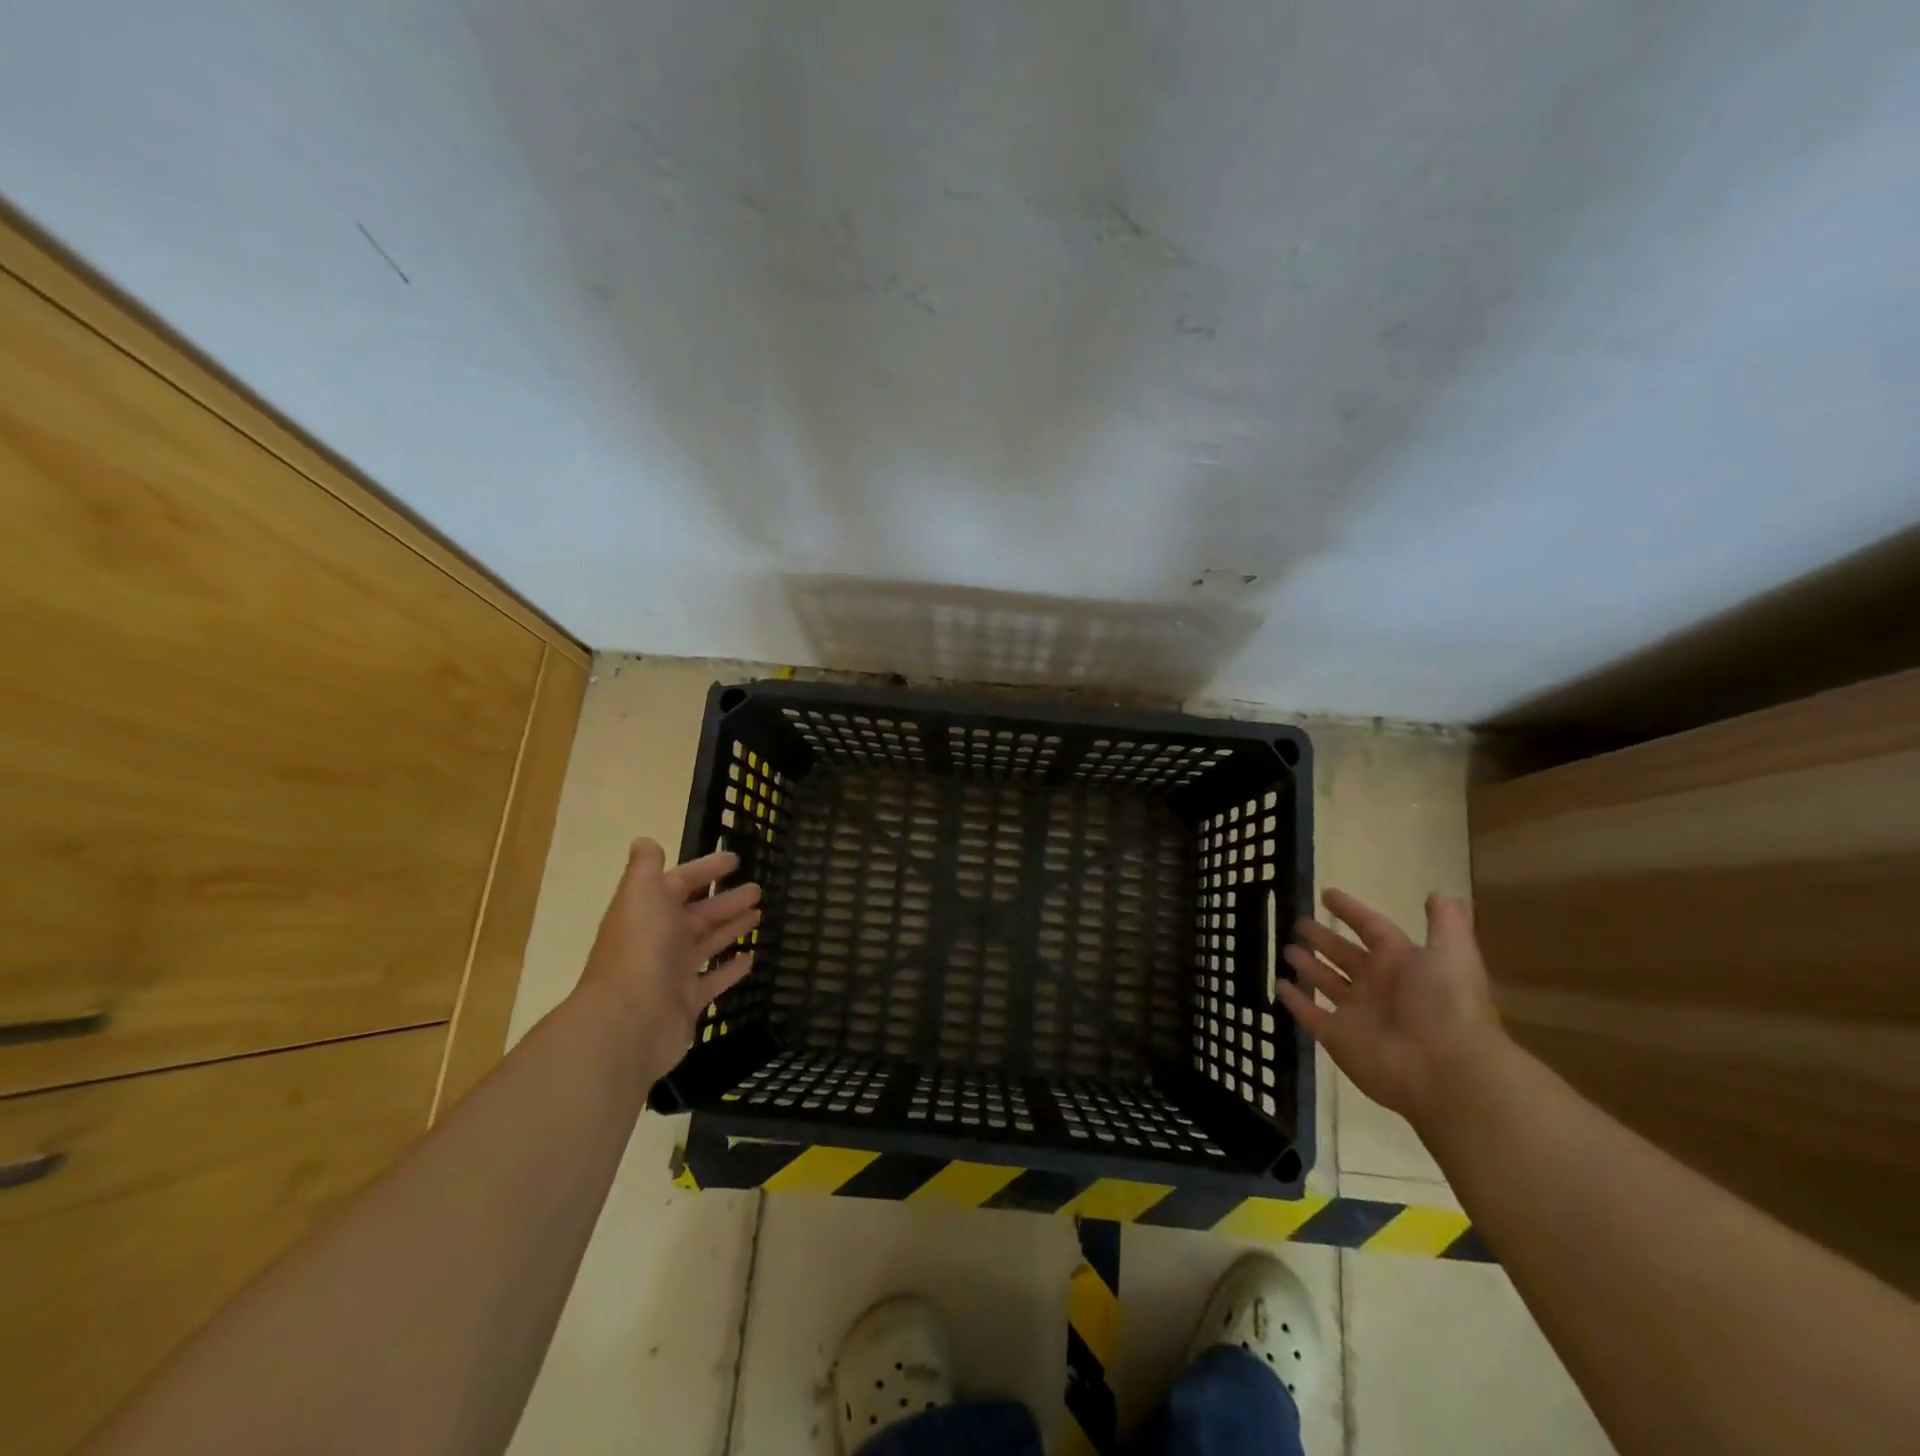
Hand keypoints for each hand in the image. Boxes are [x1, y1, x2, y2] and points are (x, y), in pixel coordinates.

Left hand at [577, 838, 759, 1080]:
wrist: (629, 1022)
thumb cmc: (640, 950)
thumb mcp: (641, 895)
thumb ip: (645, 868)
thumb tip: (644, 840)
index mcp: (649, 911)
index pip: (680, 883)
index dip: (706, 869)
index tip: (735, 859)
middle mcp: (660, 940)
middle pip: (698, 914)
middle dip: (726, 900)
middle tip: (758, 889)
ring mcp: (673, 973)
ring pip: (708, 944)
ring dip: (731, 928)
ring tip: (759, 914)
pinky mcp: (687, 1002)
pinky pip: (713, 981)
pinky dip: (731, 969)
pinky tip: (751, 957)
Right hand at [1279, 888, 1507, 1128]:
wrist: (1447, 1071)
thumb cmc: (1447, 1005)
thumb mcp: (1453, 954)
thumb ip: (1446, 923)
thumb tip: (1440, 893)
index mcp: (1401, 962)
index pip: (1370, 928)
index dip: (1350, 911)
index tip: (1326, 895)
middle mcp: (1377, 984)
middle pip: (1344, 956)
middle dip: (1323, 939)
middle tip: (1298, 923)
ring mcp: (1355, 1012)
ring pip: (1326, 982)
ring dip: (1308, 966)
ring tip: (1286, 949)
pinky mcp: (1336, 1036)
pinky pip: (1309, 1014)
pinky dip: (1294, 1001)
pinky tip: (1278, 985)